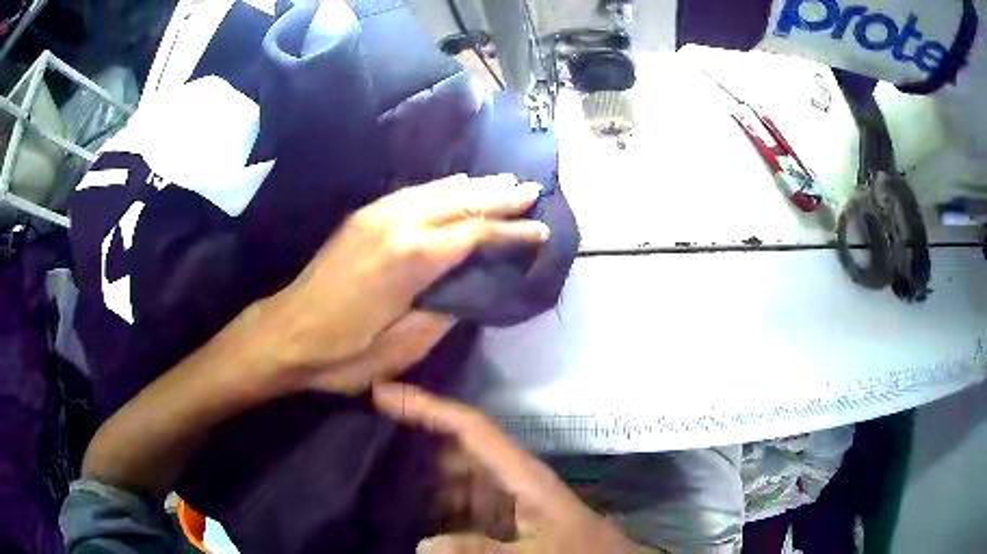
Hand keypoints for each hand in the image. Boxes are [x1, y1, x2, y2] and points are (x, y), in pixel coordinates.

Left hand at [257, 174, 548, 393]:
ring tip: (505, 183)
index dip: (512, 231)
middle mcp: (397, 224)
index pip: (476, 234)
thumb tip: (471, 291)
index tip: (541, 229)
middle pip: (461, 201)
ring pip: (438, 190)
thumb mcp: (401, 350)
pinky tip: (456, 185)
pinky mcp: (362, 217)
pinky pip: (412, 192)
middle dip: (500, 197)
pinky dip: (442, 187)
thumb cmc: (342, 353)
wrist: (284, 333)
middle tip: (533, 190)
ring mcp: (377, 215)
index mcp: (412, 259)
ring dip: (475, 186)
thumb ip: (443, 315)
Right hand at [372, 383, 643, 553]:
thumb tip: (422, 545)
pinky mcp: (495, 522)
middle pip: (451, 450)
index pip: (468, 427)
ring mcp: (499, 502)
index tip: (381, 394)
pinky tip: (403, 515)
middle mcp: (505, 480)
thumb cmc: (581, 552)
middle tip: (361, 437)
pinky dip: (429, 508)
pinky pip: (453, 507)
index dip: (427, 406)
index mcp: (518, 474)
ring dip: (415, 479)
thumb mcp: (536, 553)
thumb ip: (480, 550)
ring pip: (448, 480)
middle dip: (410, 441)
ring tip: (370, 474)